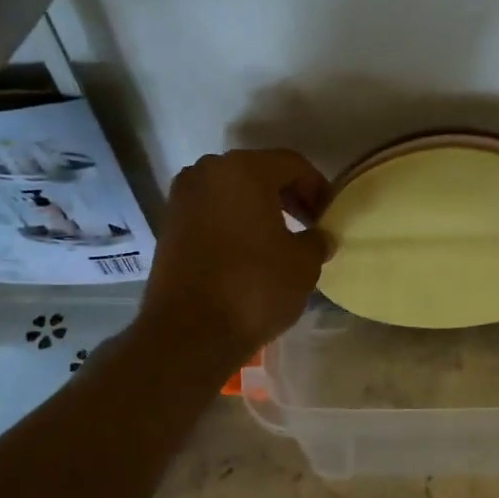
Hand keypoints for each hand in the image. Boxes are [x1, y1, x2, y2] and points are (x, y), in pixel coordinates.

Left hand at [140, 149, 329, 364]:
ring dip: (258, 208)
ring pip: (231, 191)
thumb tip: (318, 237)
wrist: (189, 333)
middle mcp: (207, 172)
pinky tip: (249, 250)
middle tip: (309, 224)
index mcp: (243, 169)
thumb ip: (317, 240)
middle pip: (258, 172)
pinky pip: (211, 211)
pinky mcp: (168, 225)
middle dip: (287, 195)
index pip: (292, 164)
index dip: (317, 188)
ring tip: (279, 239)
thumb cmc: (254, 288)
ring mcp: (182, 198)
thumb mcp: (303, 263)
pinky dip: (233, 221)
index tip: (329, 216)